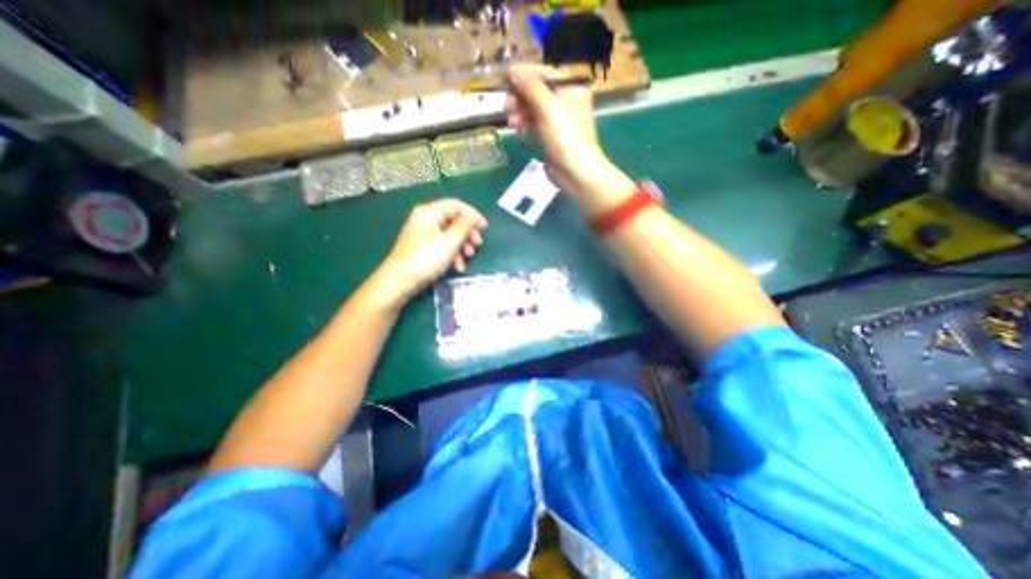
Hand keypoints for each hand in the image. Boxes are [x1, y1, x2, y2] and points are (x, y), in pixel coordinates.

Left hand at [377, 200, 487, 307]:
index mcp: (429, 212)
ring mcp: (424, 234)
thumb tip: (472, 217)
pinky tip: (458, 267)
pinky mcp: (424, 248)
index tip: (485, 228)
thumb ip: (464, 226)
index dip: (473, 215)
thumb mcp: (449, 242)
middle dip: (468, 233)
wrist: (400, 282)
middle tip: (477, 245)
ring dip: (462, 246)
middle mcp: (426, 219)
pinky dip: (453, 254)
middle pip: (454, 220)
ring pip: (450, 234)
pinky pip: (443, 245)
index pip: (456, 205)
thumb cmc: (426, 259)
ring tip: (468, 258)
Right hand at [506, 62, 609, 197]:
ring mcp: (557, 119)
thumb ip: (530, 88)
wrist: (576, 172)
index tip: (505, 79)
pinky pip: (534, 123)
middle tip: (508, 108)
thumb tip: (513, 70)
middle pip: (536, 90)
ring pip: (533, 108)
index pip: (544, 73)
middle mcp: (565, 100)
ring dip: (520, 113)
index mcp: (570, 88)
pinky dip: (525, 125)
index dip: (524, 75)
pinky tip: (519, 131)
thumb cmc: (566, 138)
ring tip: (513, 123)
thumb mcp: (548, 108)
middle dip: (520, 98)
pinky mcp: (550, 135)